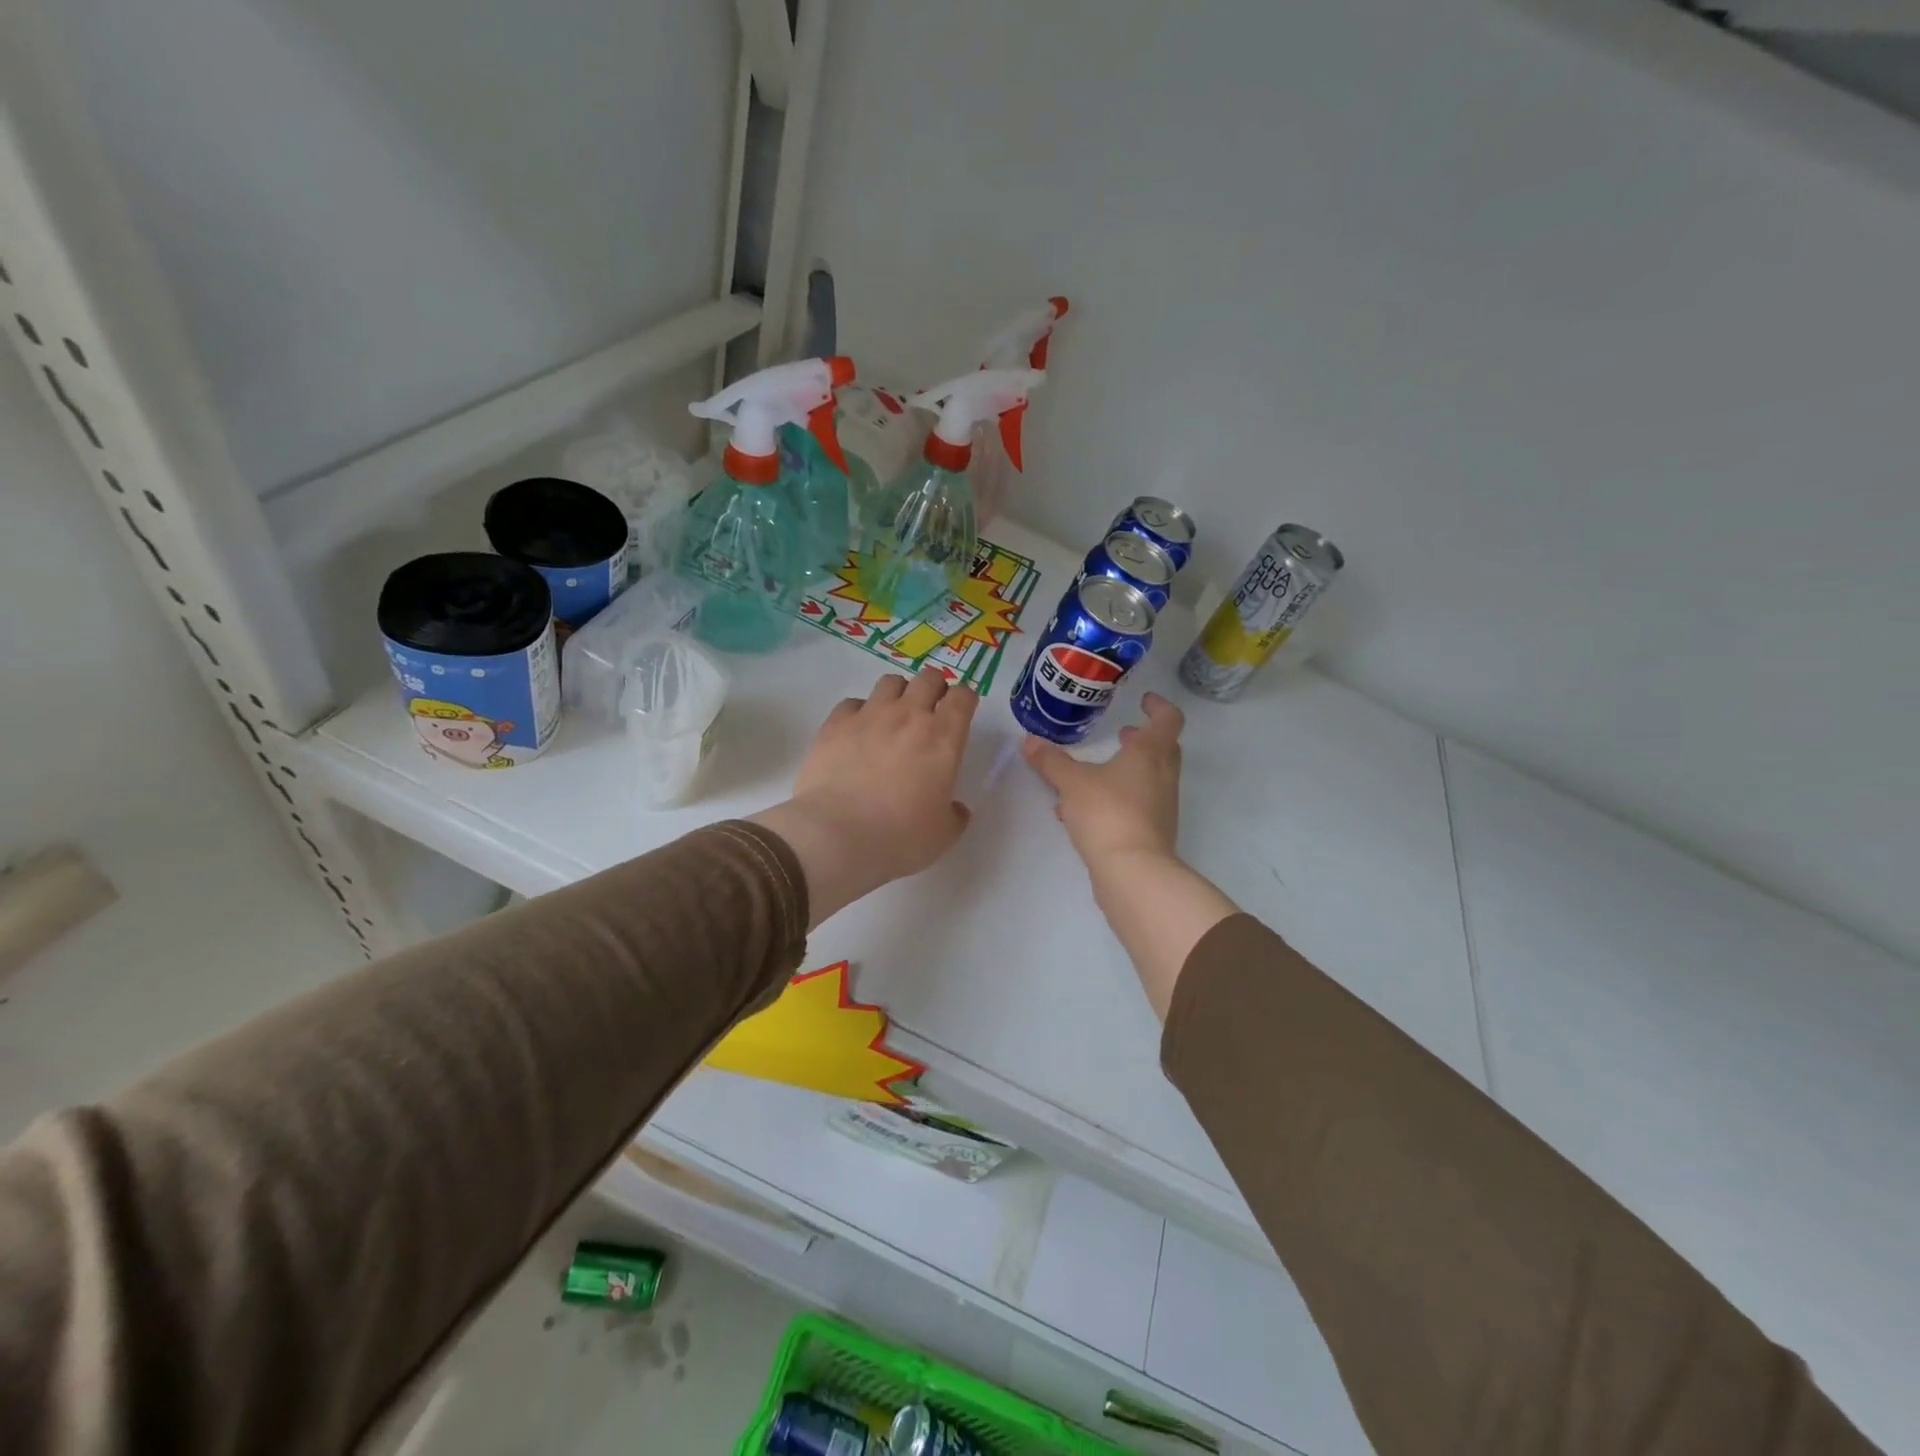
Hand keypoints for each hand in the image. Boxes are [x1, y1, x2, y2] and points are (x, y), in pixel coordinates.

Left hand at [751, 669, 977, 926]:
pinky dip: (860, 712)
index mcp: (943, 737)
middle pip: (929, 677)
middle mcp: (909, 715)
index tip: (962, 712)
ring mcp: (869, 715)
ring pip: (891, 682)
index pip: (963, 696)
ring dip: (899, 694)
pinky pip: (853, 703)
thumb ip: (955, 815)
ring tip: (894, 717)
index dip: (965, 699)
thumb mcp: (943, 835)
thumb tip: (956, 808)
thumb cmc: (900, 837)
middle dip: (935, 688)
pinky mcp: (835, 724)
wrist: (837, 835)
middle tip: (930, 711)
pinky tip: (857, 732)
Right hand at [1021, 692, 1183, 869]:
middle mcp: (1162, 777)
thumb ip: (1051, 761)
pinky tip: (1082, 811)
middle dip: (1143, 740)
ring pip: (1148, 779)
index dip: (1159, 706)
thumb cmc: (1107, 813)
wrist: (1133, 871)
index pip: (1168, 720)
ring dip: (1126, 771)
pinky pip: (1136, 805)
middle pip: (1163, 749)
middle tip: (1122, 735)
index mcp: (1151, 754)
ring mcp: (1161, 807)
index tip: (1144, 700)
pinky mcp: (1152, 832)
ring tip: (1094, 773)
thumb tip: (1029, 740)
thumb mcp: (1072, 783)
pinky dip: (1116, 799)